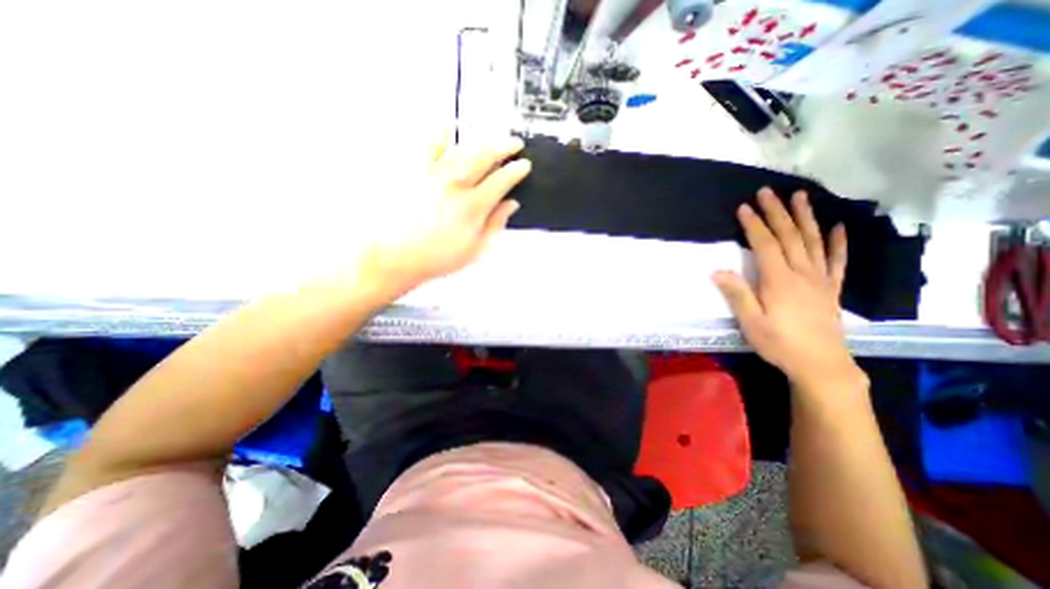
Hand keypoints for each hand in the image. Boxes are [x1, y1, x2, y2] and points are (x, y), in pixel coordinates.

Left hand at [367, 132, 533, 289]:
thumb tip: (509, 206)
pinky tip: (448, 128)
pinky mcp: (415, 172)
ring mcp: (434, 175)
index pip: (502, 180)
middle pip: (486, 155)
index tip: (523, 165)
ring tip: (489, 134)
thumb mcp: (476, 248)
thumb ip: (496, 224)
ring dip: (480, 137)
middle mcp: (456, 185)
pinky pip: (429, 145)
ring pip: (463, 147)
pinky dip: (440, 134)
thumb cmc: (436, 257)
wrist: (397, 256)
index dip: (517, 170)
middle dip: (504, 145)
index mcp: (473, 206)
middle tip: (514, 143)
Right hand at [715, 186, 859, 385]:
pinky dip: (837, 242)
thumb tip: (718, 271)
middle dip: (777, 212)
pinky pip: (837, 260)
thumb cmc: (779, 343)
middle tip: (768, 192)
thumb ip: (737, 294)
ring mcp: (821, 279)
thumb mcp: (751, 322)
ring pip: (813, 241)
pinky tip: (837, 227)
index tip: (744, 207)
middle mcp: (802, 273)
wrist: (821, 364)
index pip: (765, 245)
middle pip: (789, 236)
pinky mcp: (832, 288)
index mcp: (779, 280)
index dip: (754, 225)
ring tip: (801, 196)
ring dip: (805, 217)